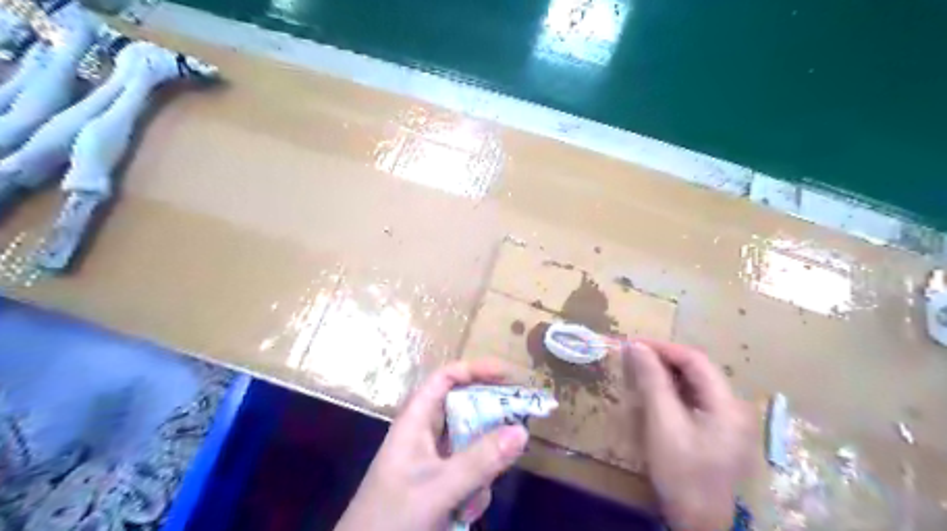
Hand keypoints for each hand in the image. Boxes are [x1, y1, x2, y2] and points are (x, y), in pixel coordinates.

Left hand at [335, 359, 528, 528]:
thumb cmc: (392, 518)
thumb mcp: (439, 487)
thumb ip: (481, 461)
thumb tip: (522, 431)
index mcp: (416, 420)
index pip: (446, 378)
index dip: (475, 370)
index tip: (509, 375)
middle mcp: (425, 433)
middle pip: (464, 409)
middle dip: (489, 423)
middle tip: (518, 428)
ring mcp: (432, 459)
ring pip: (470, 445)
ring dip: (480, 468)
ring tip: (470, 499)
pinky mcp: (438, 483)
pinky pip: (468, 472)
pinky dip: (473, 489)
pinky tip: (463, 513)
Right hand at [628, 340, 751, 530]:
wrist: (698, 524)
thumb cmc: (682, 472)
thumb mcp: (663, 422)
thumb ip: (652, 381)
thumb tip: (636, 346)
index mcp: (727, 404)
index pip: (695, 360)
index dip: (663, 348)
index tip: (632, 343)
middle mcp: (733, 408)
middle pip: (698, 371)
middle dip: (664, 359)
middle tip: (632, 356)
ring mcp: (727, 423)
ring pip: (695, 386)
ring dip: (667, 375)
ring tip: (639, 370)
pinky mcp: (717, 434)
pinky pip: (694, 402)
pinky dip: (672, 392)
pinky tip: (654, 394)